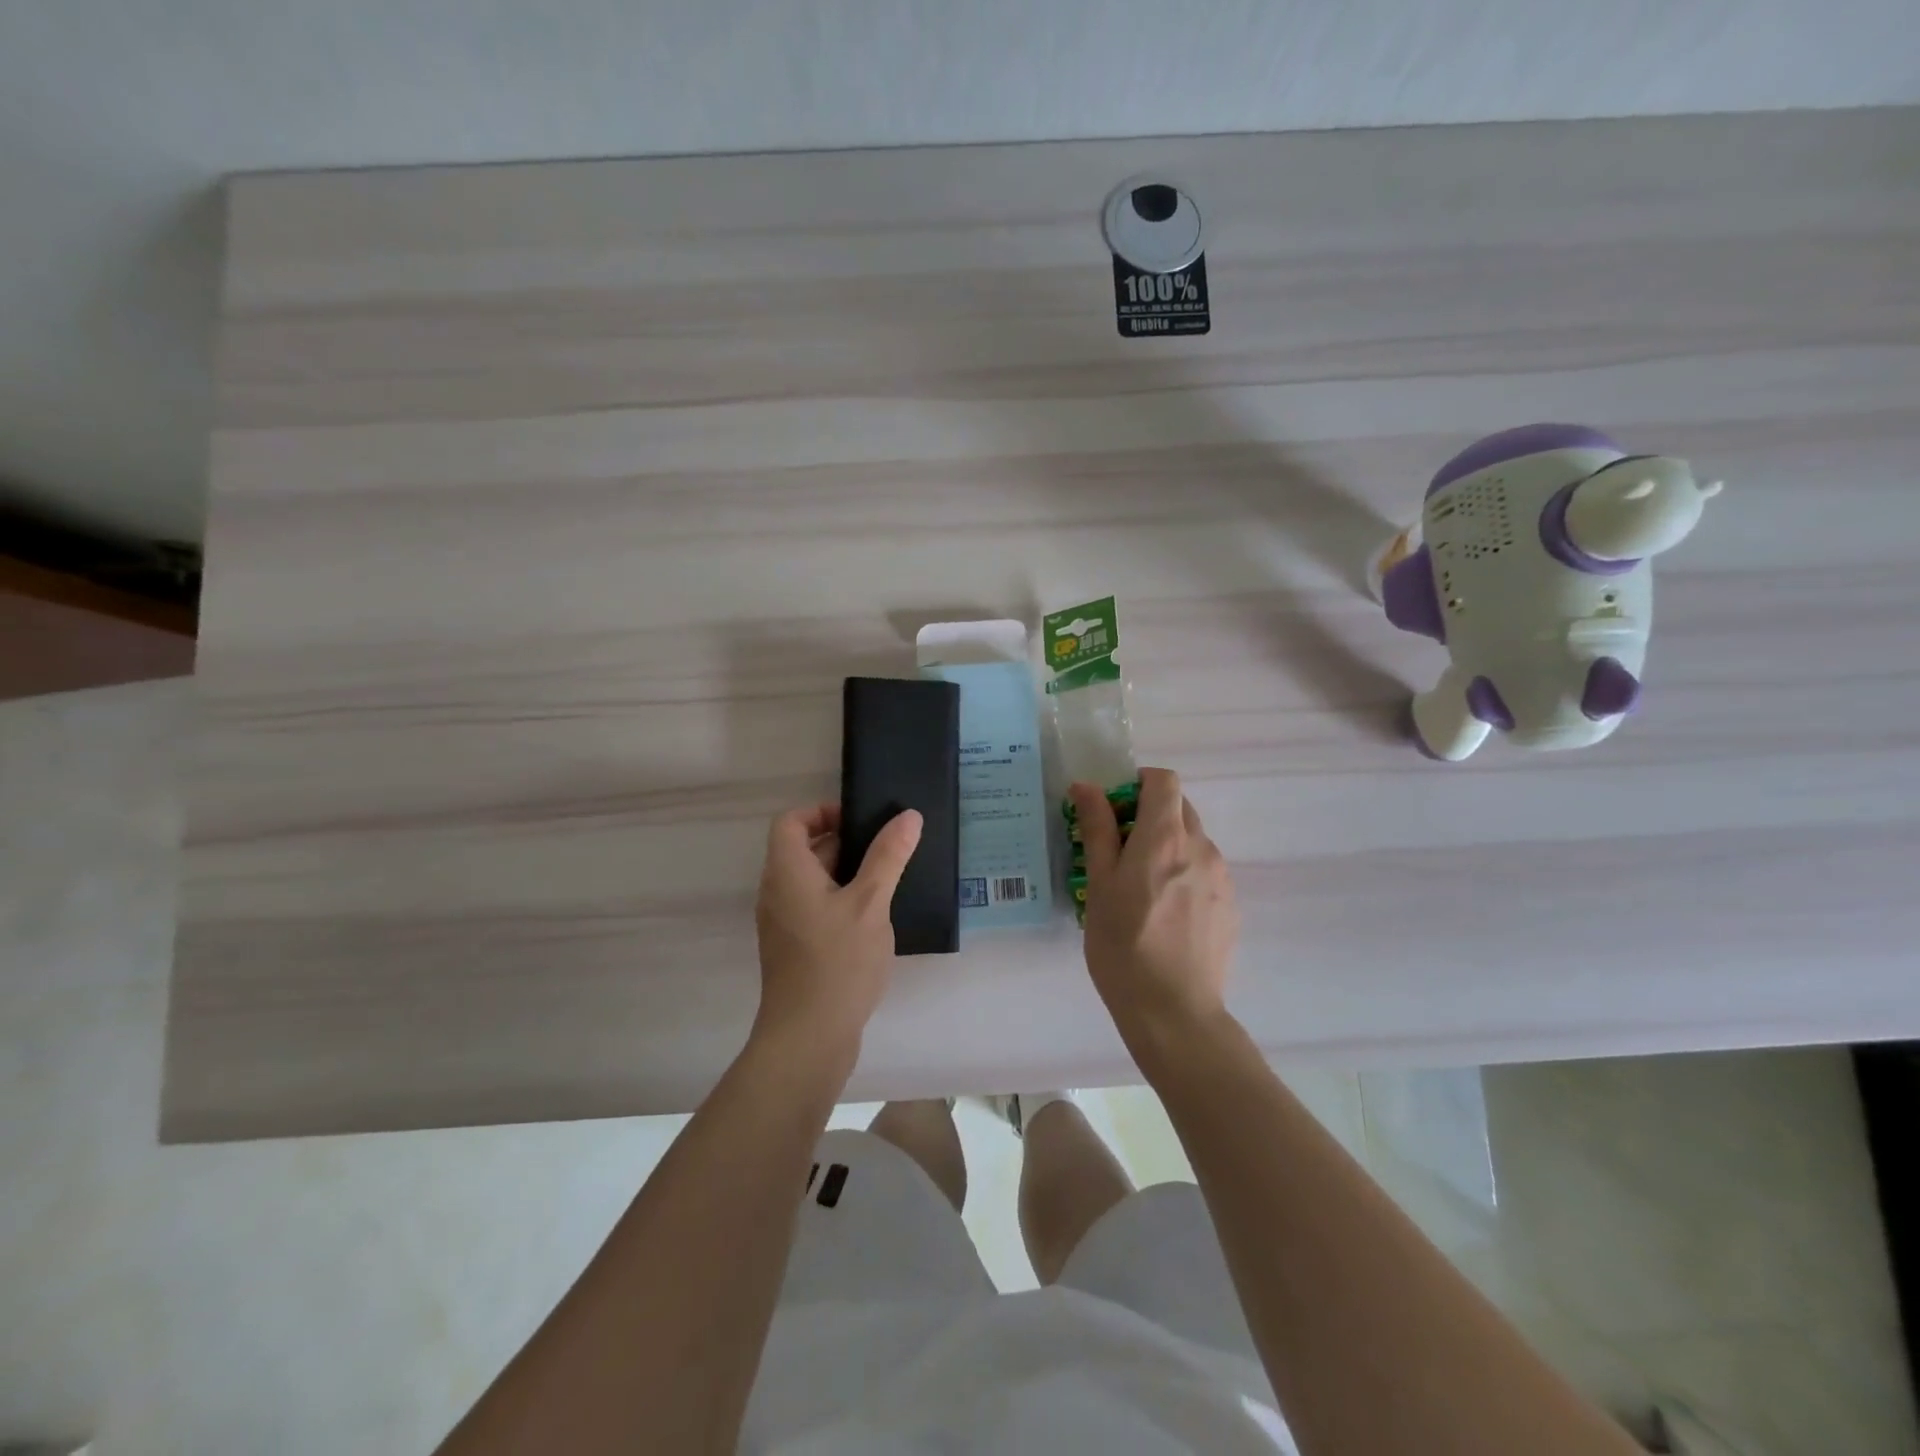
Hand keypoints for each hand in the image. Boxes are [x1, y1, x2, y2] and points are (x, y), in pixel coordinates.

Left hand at [752, 802, 923, 1061]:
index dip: (822, 812)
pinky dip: (841, 901)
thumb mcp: (871, 903)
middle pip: (804, 850)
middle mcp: (777, 892)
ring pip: (813, 881)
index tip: (860, 821)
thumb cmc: (837, 962)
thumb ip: (888, 856)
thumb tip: (908, 816)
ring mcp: (784, 923)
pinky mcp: (795, 948)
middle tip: (888, 848)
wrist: (808, 1039)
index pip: (791, 822)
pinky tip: (875, 918)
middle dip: (845, 842)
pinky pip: (815, 907)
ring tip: (889, 880)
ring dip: (847, 874)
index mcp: (787, 873)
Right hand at [1072, 767, 1238, 1050]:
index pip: (1163, 781)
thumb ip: (1097, 830)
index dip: (1137, 784)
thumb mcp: (1098, 886)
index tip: (1114, 811)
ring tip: (1141, 889)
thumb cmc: (1123, 946)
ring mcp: (1221, 878)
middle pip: (1179, 808)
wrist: (1174, 1012)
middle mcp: (1201, 848)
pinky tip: (1165, 914)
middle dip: (1149, 815)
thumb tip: (1087, 787)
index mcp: (1165, 838)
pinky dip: (1184, 873)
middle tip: (1119, 851)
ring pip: (1193, 841)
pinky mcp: (1230, 906)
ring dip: (1167, 846)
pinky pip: (1205, 871)